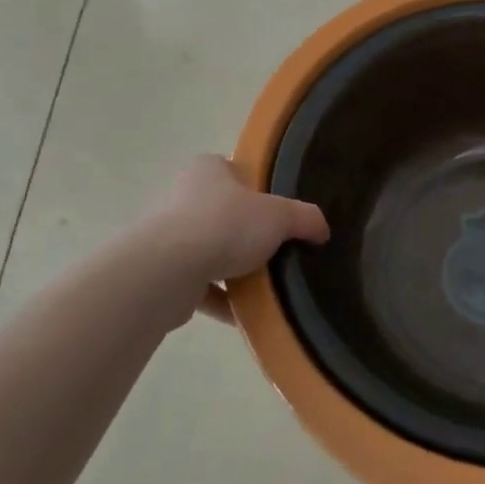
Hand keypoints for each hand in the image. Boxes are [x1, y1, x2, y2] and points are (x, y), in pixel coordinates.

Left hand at [151, 156, 328, 315]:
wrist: (169, 271)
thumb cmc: (226, 225)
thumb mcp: (280, 215)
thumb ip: (305, 218)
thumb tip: (322, 230)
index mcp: (207, 170)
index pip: (236, 171)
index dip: (258, 188)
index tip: (279, 210)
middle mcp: (183, 197)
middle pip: (224, 213)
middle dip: (248, 232)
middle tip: (276, 248)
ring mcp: (168, 237)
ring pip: (211, 251)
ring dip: (233, 268)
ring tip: (265, 284)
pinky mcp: (163, 273)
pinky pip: (200, 286)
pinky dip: (221, 299)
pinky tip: (245, 313)